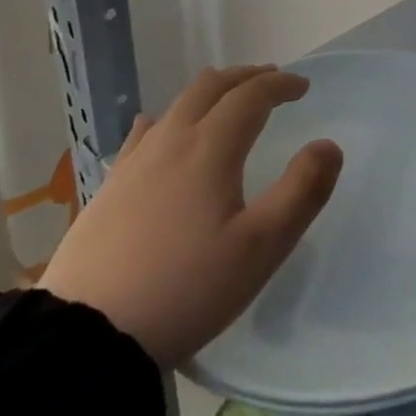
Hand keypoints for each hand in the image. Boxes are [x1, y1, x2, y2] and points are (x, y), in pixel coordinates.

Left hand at [40, 65, 342, 366]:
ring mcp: (134, 163)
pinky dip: (168, 119)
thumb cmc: (185, 289)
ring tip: (226, 98)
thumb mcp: (260, 248)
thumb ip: (302, 192)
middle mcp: (172, 141)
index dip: (280, 84)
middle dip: (245, 77)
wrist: (86, 337)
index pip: (251, 95)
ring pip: (177, 105)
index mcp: (211, 148)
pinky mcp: (108, 188)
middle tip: (270, 80)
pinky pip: (144, 134)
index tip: (302, 86)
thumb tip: (328, 145)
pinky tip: (160, 129)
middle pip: (211, 87)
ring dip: (210, 92)